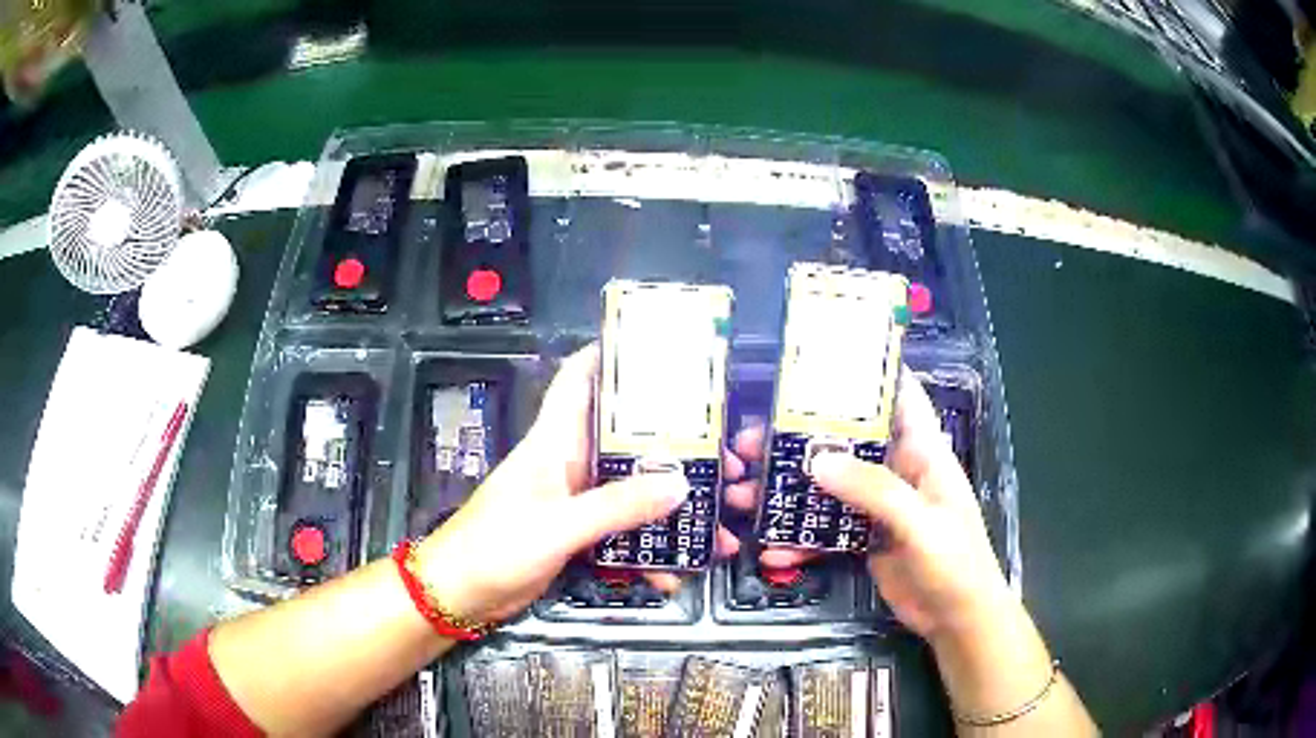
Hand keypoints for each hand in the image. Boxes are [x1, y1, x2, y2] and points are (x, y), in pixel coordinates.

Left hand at [414, 344, 739, 622]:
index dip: (613, 356)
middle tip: (726, 458)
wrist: (460, 596)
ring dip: (670, 508)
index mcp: (554, 442)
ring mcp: (575, 502)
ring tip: (717, 524)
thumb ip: (615, 506)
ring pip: (632, 491)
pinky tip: (674, 574)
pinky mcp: (578, 535)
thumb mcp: (557, 526)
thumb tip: (681, 482)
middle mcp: (569, 463)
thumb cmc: (495, 547)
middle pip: (626, 439)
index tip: (664, 352)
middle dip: (674, 447)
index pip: (579, 379)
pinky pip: (623, 534)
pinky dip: (648, 551)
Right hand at [725, 371, 1012, 641]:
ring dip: (789, 492)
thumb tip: (818, 461)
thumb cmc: (956, 562)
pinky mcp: (864, 538)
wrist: (956, 619)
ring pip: (828, 486)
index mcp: (923, 451)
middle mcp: (897, 470)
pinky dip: (800, 540)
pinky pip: (826, 530)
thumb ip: (875, 491)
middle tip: (750, 443)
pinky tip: (773, 552)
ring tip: (744, 495)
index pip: (898, 396)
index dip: (865, 375)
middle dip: (800, 439)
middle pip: (846, 442)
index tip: (816, 365)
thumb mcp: (921, 523)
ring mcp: (878, 506)